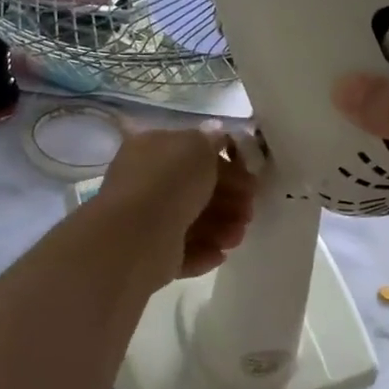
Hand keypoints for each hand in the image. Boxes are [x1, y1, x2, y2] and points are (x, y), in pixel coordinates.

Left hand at [89, 122, 257, 283]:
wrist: (136, 236)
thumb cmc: (169, 182)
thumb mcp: (197, 147)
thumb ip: (211, 140)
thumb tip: (216, 135)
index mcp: (152, 149)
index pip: (192, 152)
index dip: (225, 163)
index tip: (251, 178)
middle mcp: (146, 182)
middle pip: (196, 189)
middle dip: (229, 199)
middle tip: (250, 210)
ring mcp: (147, 219)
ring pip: (193, 221)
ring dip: (222, 226)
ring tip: (237, 236)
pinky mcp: (151, 254)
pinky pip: (184, 251)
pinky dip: (204, 251)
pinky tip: (221, 253)